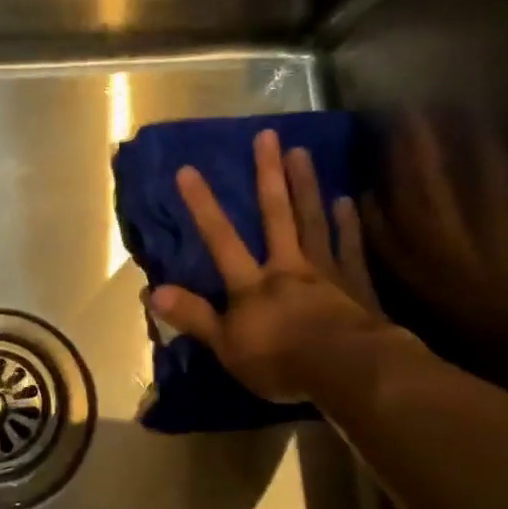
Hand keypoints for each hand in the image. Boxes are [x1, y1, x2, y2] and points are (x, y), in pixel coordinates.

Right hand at [150, 129, 408, 403]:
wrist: (348, 372)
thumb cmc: (282, 363)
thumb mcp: (227, 347)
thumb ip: (194, 317)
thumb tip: (152, 292)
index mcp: (253, 285)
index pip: (221, 239)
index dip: (203, 206)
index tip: (187, 170)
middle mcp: (287, 267)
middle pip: (276, 215)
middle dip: (268, 176)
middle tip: (267, 136)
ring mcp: (325, 272)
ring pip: (312, 222)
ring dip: (306, 186)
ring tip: (302, 152)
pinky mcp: (355, 285)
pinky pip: (349, 248)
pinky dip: (347, 224)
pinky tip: (345, 200)